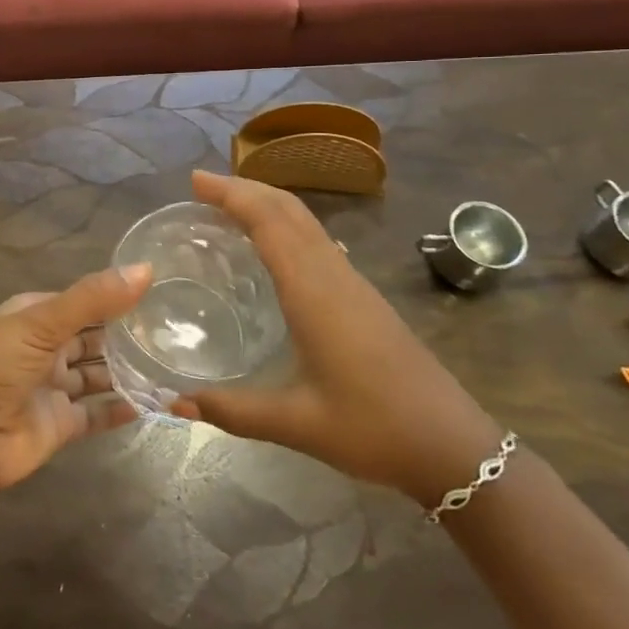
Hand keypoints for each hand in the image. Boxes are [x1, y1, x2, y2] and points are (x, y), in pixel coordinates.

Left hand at [0, 265, 151, 494]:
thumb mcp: (42, 322)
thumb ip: (94, 298)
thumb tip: (146, 269)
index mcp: (34, 316)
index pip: (82, 302)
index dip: (116, 298)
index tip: (160, 294)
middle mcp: (44, 348)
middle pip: (93, 338)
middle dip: (127, 337)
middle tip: (176, 333)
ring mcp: (53, 387)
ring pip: (98, 376)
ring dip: (129, 372)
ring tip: (173, 364)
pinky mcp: (61, 425)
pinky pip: (98, 413)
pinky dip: (123, 408)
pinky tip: (157, 402)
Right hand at [172, 170, 503, 505]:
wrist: (454, 446)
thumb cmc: (374, 429)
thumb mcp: (297, 424)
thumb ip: (233, 411)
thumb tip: (174, 404)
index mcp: (313, 292)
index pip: (268, 222)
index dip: (232, 194)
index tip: (195, 181)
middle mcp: (333, 275)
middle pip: (289, 209)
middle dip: (245, 188)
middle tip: (202, 187)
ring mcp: (353, 283)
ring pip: (307, 222)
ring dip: (268, 203)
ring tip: (229, 207)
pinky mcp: (364, 297)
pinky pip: (318, 241)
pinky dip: (287, 225)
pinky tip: (273, 248)